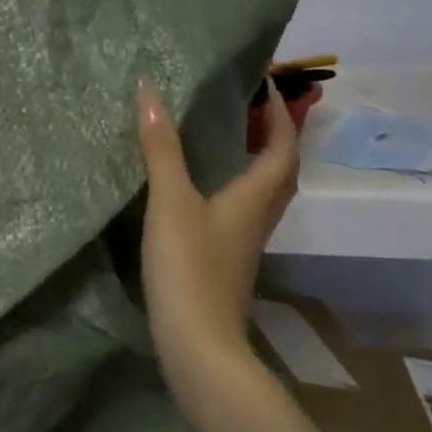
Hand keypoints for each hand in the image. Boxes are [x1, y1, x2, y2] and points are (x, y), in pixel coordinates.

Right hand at [137, 81, 298, 380]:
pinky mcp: (226, 258)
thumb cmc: (189, 267)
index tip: (268, 84)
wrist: (198, 346)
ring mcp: (243, 242)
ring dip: (256, 160)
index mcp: (254, 198)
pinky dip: (233, 185)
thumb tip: (149, 89)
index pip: (282, 148)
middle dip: (273, 135)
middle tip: (250, 105)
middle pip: (280, 171)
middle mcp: (258, 217)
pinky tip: (203, 186)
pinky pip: (241, 209)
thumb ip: (161, 147)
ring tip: (228, 135)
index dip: (281, 115)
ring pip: (263, 192)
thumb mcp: (170, 200)